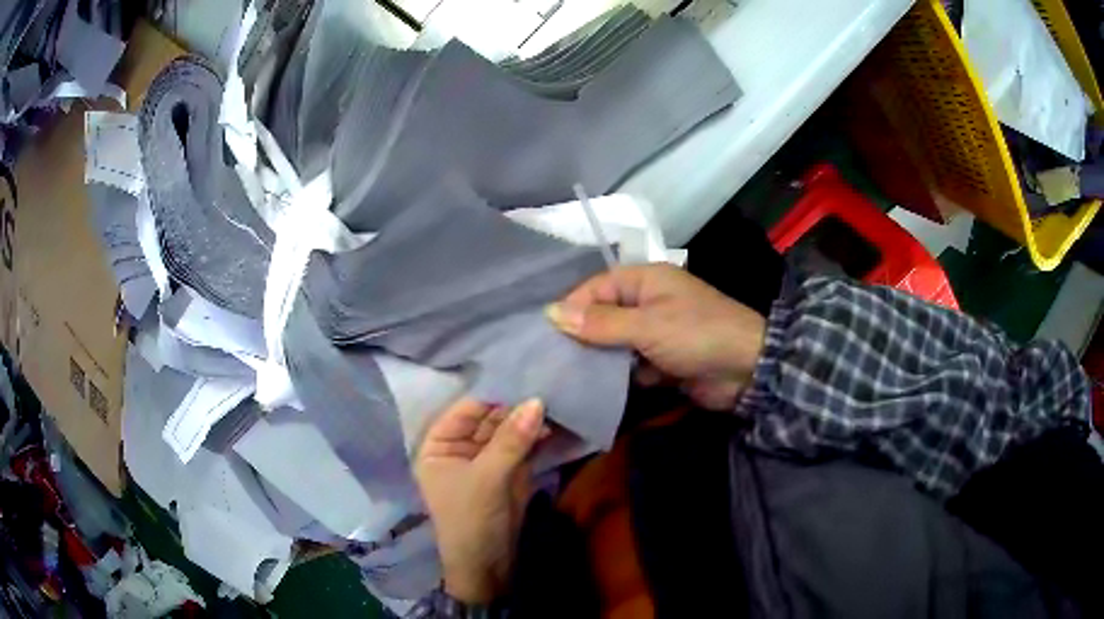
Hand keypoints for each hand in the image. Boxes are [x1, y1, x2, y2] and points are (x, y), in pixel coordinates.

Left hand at [414, 398, 546, 603]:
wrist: (489, 565)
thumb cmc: (471, 519)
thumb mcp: (487, 478)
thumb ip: (510, 439)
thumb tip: (536, 400)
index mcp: (438, 446)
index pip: (464, 410)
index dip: (491, 394)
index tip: (521, 375)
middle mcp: (460, 448)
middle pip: (488, 418)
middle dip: (514, 405)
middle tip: (544, 385)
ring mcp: (486, 459)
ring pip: (507, 430)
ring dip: (528, 420)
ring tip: (553, 402)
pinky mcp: (509, 471)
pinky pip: (522, 446)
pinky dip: (536, 436)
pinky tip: (553, 425)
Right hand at [546, 264, 765, 409]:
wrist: (747, 370)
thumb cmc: (697, 335)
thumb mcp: (647, 325)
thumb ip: (601, 323)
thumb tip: (551, 313)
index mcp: (646, 281)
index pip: (596, 287)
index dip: (572, 307)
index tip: (545, 333)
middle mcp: (648, 302)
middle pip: (604, 316)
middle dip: (581, 336)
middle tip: (550, 359)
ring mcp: (656, 333)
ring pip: (616, 343)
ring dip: (598, 359)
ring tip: (565, 377)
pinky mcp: (662, 361)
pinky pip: (631, 365)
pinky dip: (618, 377)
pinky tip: (595, 391)